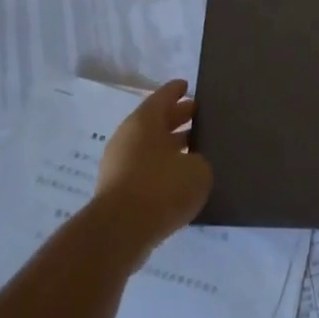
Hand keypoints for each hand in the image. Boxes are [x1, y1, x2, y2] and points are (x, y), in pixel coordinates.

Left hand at [92, 80, 212, 264]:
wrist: (121, 231)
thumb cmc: (162, 188)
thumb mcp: (198, 170)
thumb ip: (200, 160)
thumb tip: (194, 163)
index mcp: (144, 122)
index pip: (162, 98)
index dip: (176, 91)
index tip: (187, 85)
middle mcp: (128, 138)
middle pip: (155, 121)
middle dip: (176, 117)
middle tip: (197, 113)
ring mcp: (119, 164)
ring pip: (149, 146)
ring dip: (170, 145)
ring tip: (194, 147)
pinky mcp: (118, 190)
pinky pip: (144, 168)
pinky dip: (162, 167)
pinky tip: (180, 178)